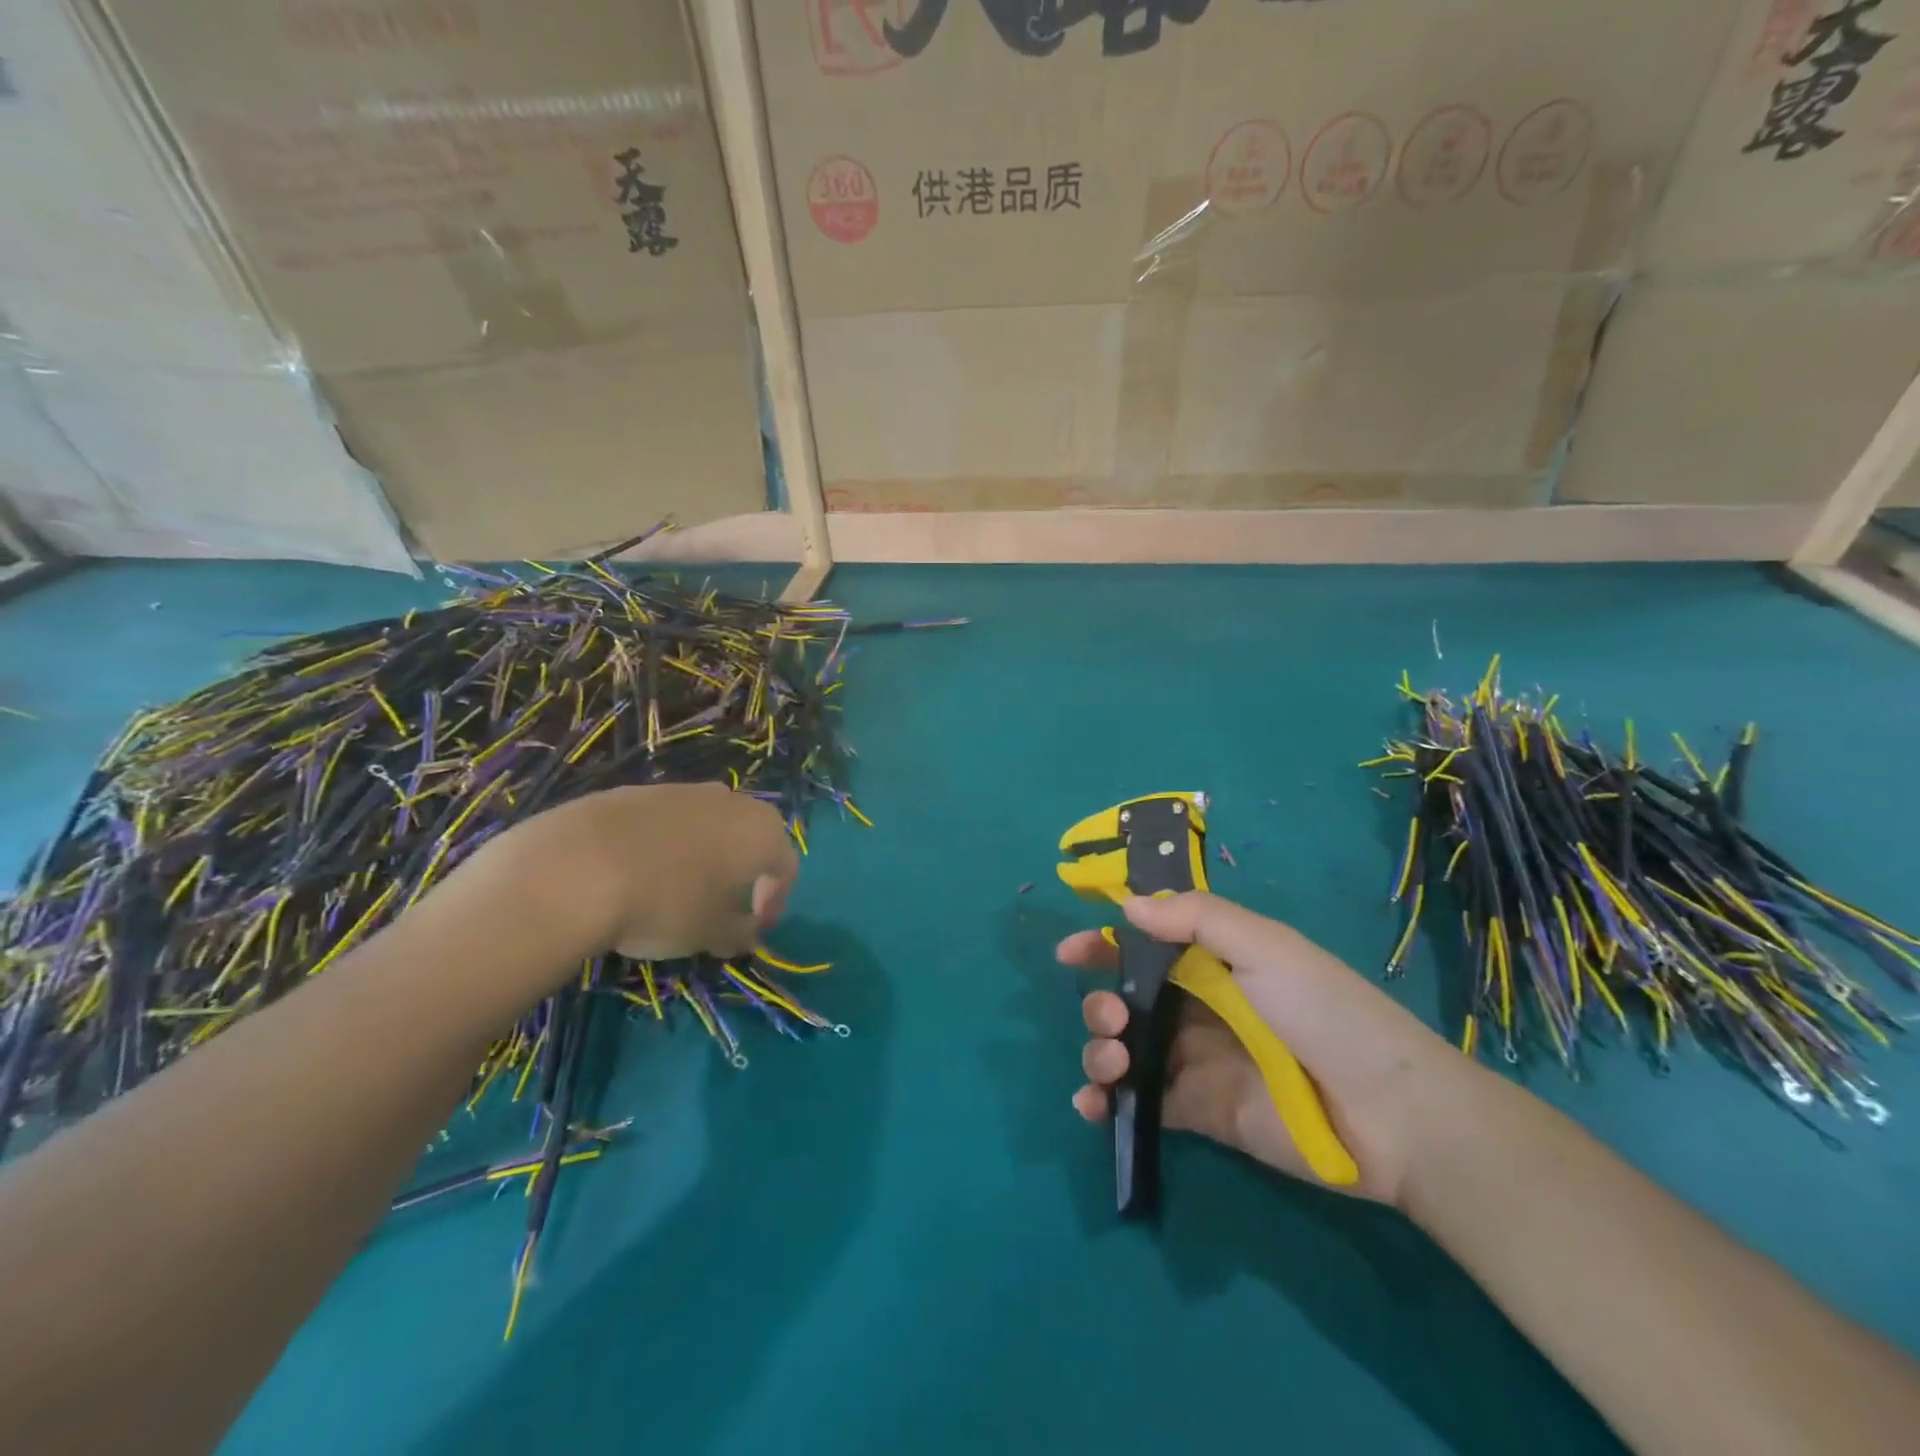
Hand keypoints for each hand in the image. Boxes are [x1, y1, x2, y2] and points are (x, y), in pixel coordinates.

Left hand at [469, 783, 797, 962]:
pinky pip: (668, 820)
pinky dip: (666, 844)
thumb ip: (740, 933)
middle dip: (745, 870)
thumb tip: (748, 933)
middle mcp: (731, 802)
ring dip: (705, 854)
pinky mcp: (638, 791)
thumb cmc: (665, 904)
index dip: (776, 900)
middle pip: (752, 836)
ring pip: (709, 824)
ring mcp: (683, 791)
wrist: (577, 867)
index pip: (786, 866)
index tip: (754, 928)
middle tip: (725, 904)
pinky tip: (639, 873)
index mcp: (762, 832)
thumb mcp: (710, 933)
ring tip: (679, 889)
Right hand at [1059, 892, 1460, 1206]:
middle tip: (1113, 1018)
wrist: (1390, 1113)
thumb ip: (1195, 919)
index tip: (1069, 954)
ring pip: (1125, 1049)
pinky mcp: (1199, 1112)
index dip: (1105, 945)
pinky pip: (1140, 1102)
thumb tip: (1127, 906)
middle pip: (1126, 999)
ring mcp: (1195, 1061)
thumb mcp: (1266, 947)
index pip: (1146, 946)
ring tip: (1112, 1060)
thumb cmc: (1325, 1012)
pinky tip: (1092, 1105)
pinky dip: (1106, 1103)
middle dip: (1100, 1003)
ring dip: (1099, 1049)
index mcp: (1215, 963)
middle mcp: (1198, 1008)